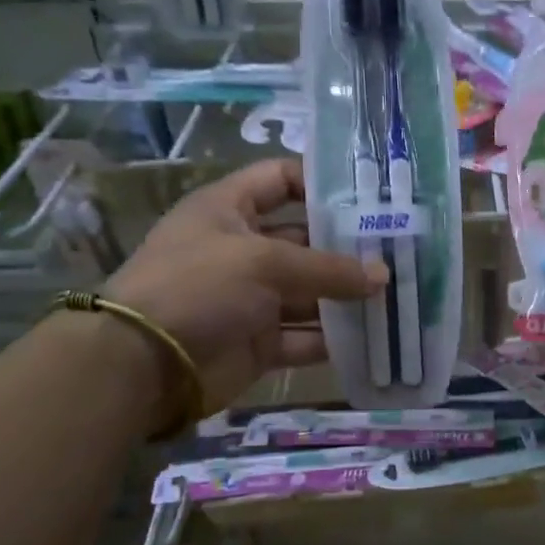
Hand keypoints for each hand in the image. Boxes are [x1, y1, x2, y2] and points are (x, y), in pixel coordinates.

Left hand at [106, 159, 385, 410]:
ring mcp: (251, 298)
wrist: (144, 364)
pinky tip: (373, 337)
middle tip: (400, 253)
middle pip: (305, 240)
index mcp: (229, 210)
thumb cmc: (199, 287)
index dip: (321, 182)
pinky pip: (304, 337)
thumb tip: (383, 276)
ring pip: (310, 293)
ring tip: (397, 296)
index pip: (280, 179)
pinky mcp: (259, 342)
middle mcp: (242, 249)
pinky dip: (334, 339)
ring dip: (348, 297)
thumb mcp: (265, 262)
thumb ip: (328, 268)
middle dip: (349, 248)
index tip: (370, 196)